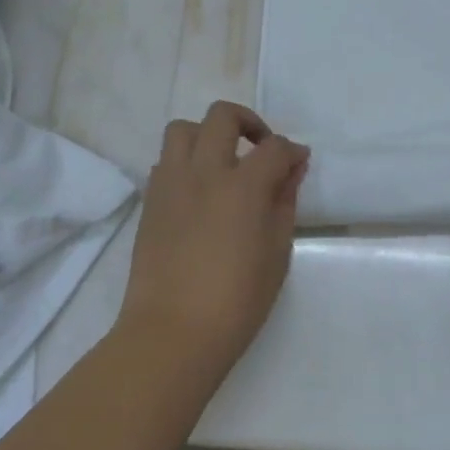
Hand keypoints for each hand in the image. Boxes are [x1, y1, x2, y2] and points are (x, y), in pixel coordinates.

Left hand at [118, 101, 308, 379]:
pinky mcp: (150, 199)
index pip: (273, 148)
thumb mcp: (276, 254)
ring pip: (183, 128)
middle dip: (248, 121)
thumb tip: (291, 170)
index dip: (291, 151)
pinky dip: (185, 161)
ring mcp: (172, 182)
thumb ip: (284, 203)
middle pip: (223, 116)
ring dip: (207, 134)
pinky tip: (198, 189)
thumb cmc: (236, 301)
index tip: (298, 162)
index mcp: (242, 186)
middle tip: (260, 148)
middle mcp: (204, 171)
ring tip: (221, 161)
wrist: (172, 333)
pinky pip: (166, 160)